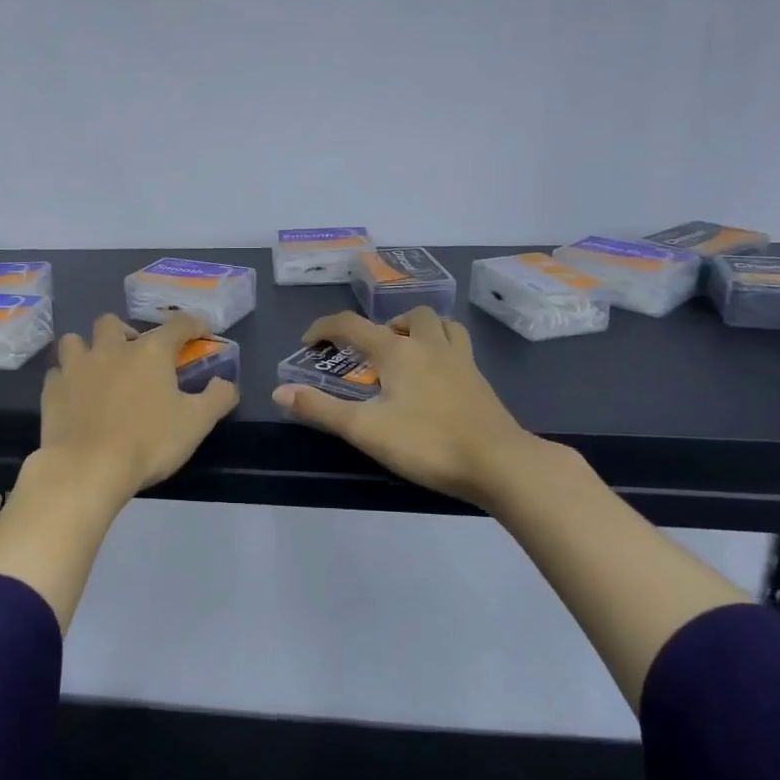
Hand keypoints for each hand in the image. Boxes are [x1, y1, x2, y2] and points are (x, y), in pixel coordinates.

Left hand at [38, 313, 240, 503]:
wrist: (88, 468)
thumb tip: (227, 383)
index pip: (177, 324)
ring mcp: (76, 367)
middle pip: (113, 322)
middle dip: (125, 332)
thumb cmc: (148, 442)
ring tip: (98, 369)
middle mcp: (111, 349)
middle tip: (134, 356)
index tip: (200, 330)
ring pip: (75, 341)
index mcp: (150, 352)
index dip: (192, 324)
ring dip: (87, 349)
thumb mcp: (197, 423)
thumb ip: (217, 398)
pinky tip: (75, 395)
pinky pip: (57, 373)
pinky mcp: (52, 390)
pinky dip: (67, 379)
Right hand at [271, 307, 558, 505]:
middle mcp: (430, 345)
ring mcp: (460, 361)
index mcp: (398, 351)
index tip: (308, 343)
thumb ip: (320, 409)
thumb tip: (279, 391)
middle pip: (407, 317)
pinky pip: (459, 348)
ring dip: (419, 330)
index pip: (352, 324)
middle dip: (382, 326)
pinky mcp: (480, 381)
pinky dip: (442, 349)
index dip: (324, 328)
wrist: (499, 463)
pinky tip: (436, 378)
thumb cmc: (427, 443)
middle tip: (370, 353)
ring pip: (441, 326)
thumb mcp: (365, 429)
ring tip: (406, 354)